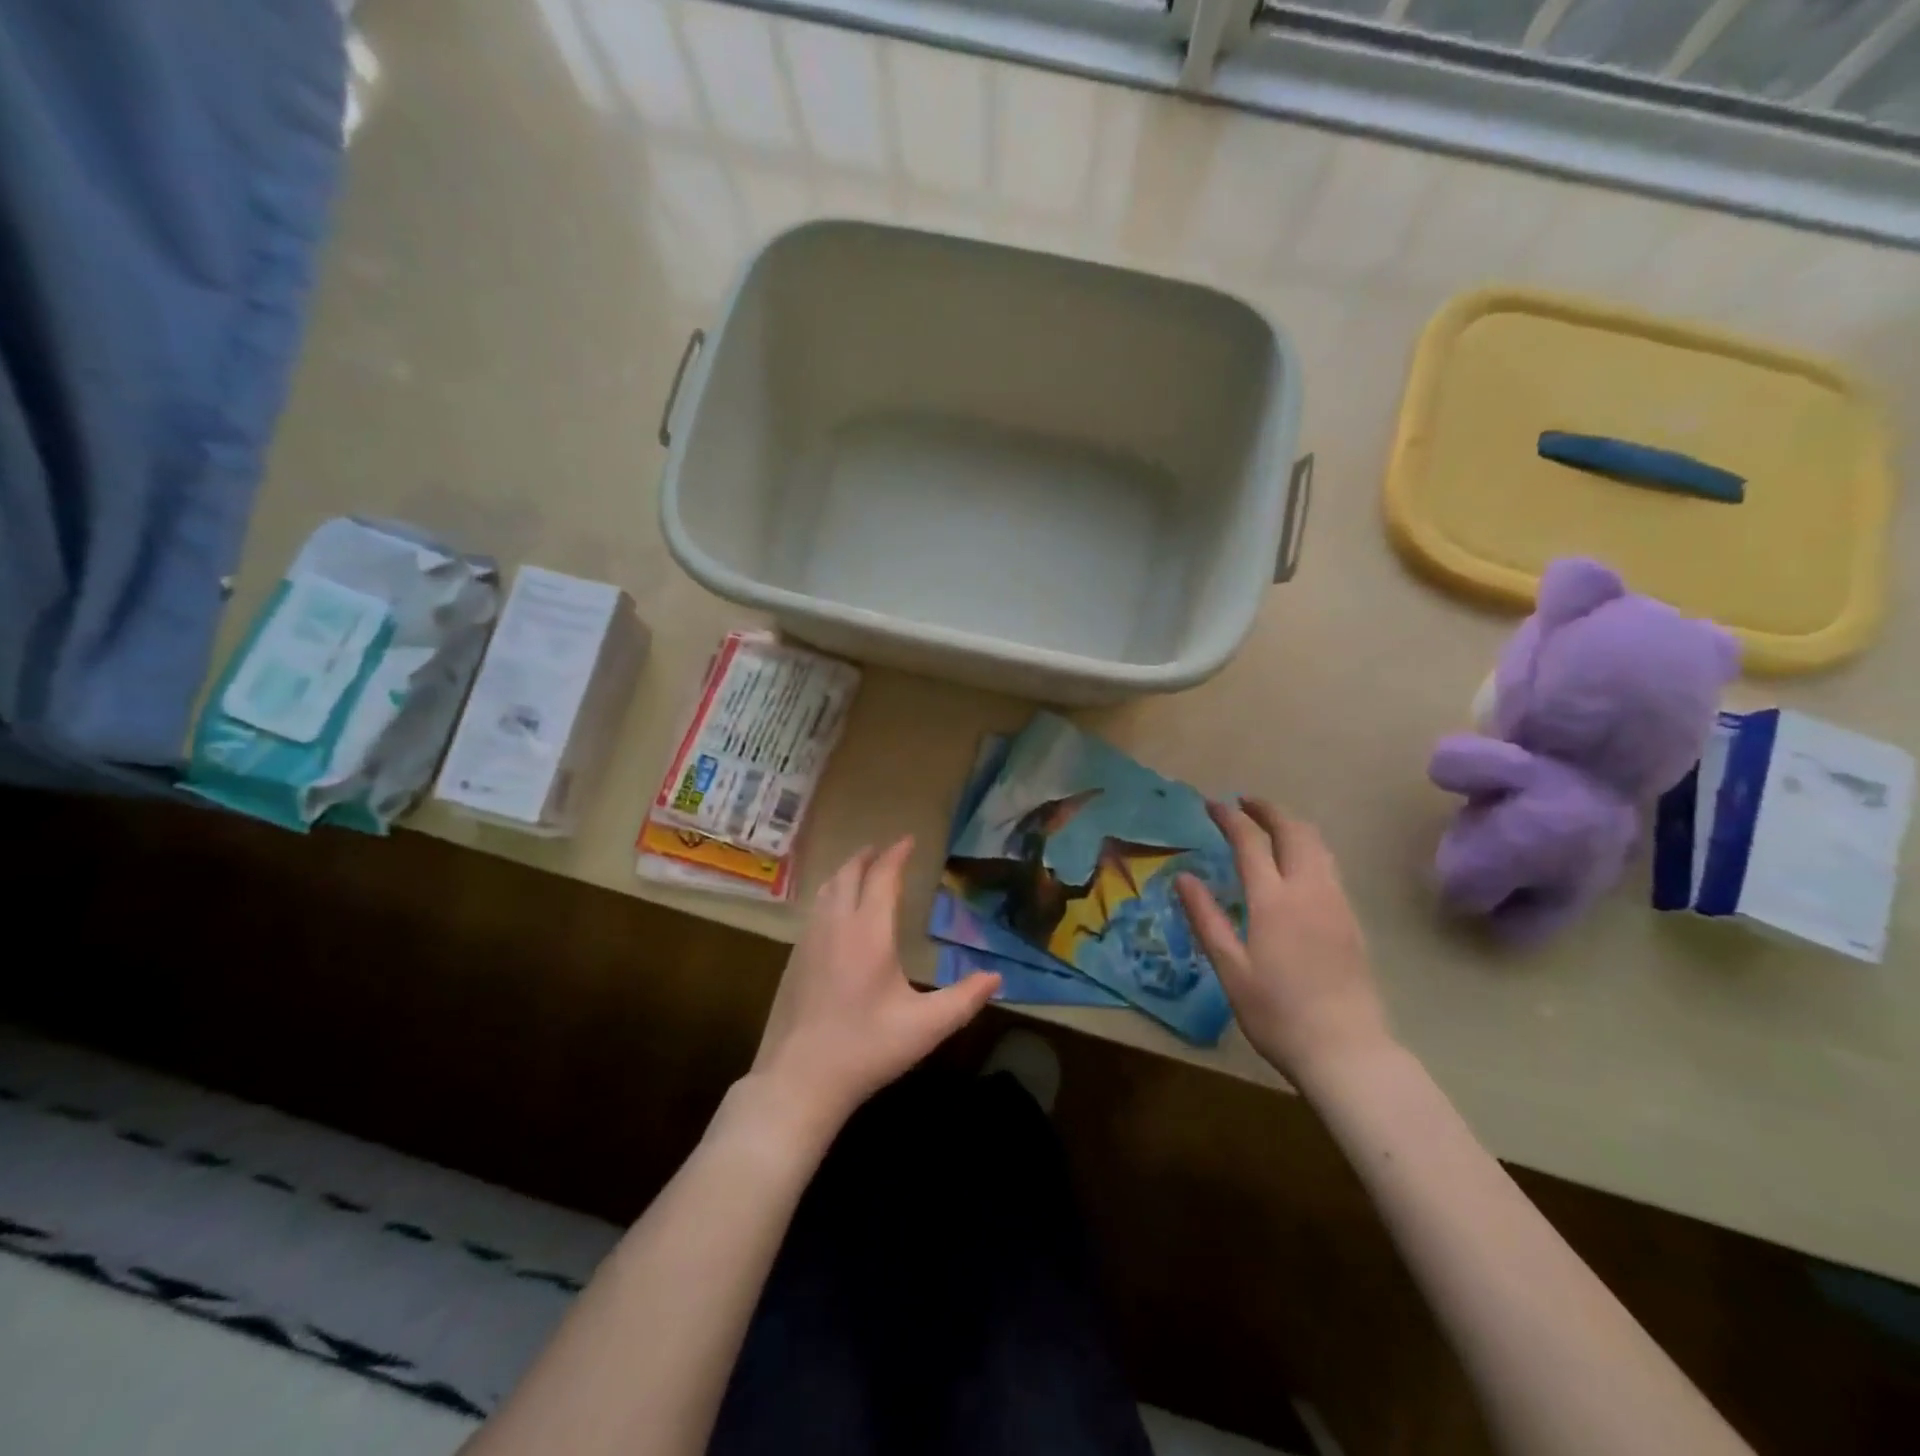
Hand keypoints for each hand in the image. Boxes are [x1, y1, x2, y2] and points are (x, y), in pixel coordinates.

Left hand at [750, 837, 1000, 1134]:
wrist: (798, 1080)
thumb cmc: (866, 1049)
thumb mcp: (925, 1027)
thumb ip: (964, 999)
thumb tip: (996, 977)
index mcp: (869, 932)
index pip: (882, 877)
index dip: (896, 855)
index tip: (908, 840)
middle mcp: (836, 926)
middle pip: (849, 875)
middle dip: (867, 857)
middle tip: (883, 850)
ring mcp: (809, 941)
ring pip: (826, 890)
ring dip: (845, 873)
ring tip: (860, 871)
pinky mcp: (794, 960)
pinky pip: (814, 910)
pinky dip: (830, 895)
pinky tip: (835, 913)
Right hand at [1176, 799, 1392, 1086]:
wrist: (1346, 1050)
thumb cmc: (1277, 1013)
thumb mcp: (1230, 968)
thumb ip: (1207, 918)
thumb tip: (1184, 878)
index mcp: (1274, 900)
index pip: (1250, 842)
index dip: (1230, 818)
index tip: (1212, 804)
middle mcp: (1309, 890)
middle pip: (1293, 831)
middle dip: (1267, 810)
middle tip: (1244, 803)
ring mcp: (1336, 903)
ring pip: (1318, 845)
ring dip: (1292, 825)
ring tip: (1269, 824)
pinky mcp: (1351, 919)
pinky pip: (1329, 865)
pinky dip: (1308, 847)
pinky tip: (1296, 863)